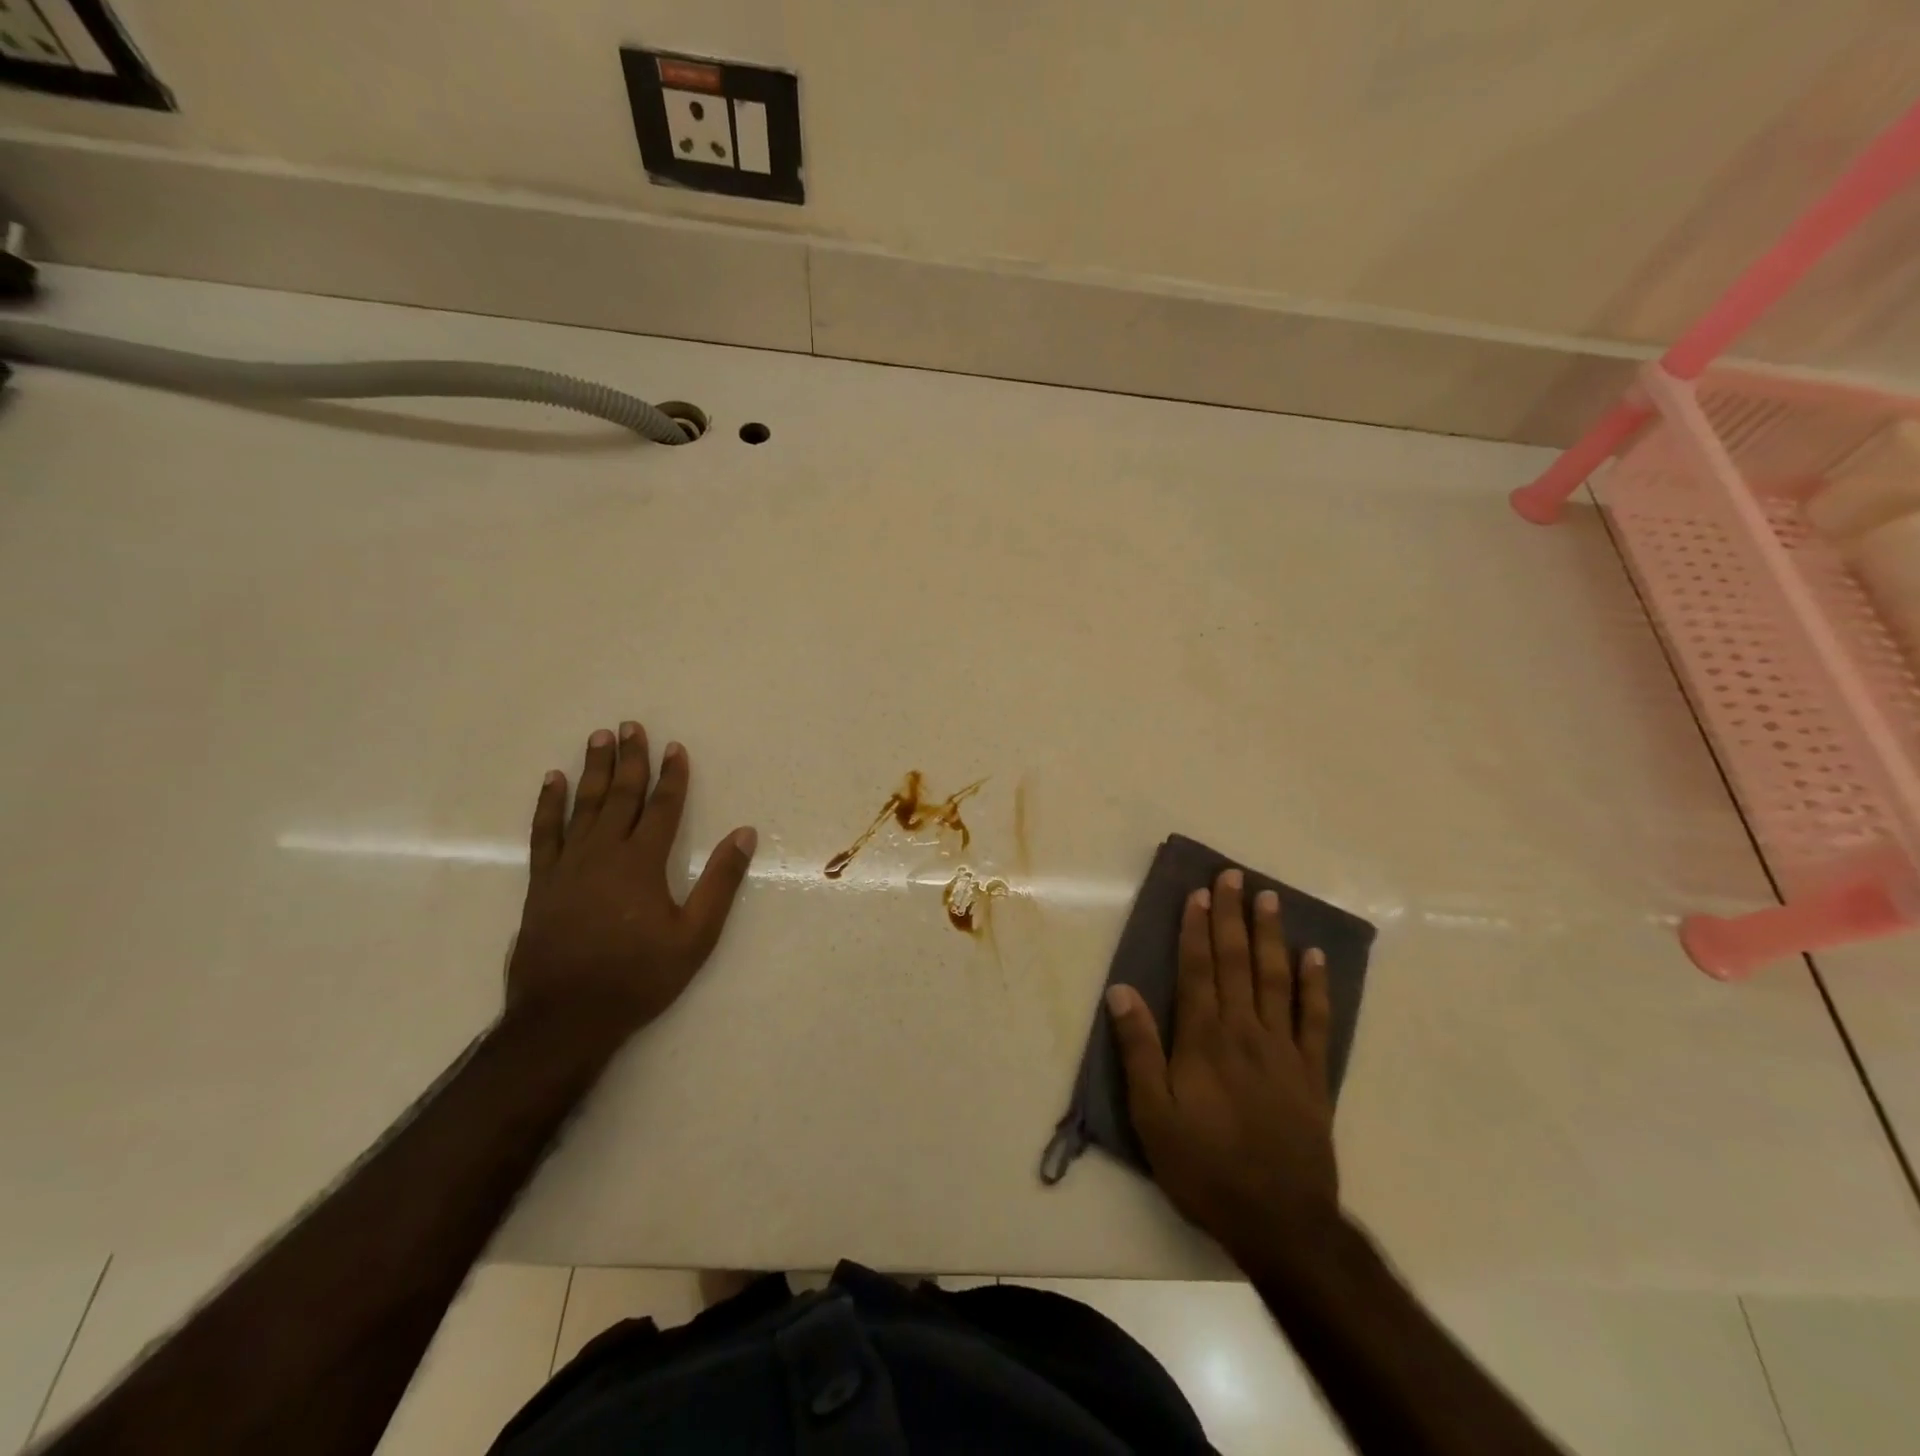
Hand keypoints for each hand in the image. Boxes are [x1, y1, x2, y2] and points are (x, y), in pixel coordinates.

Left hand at [507, 721, 755, 1040]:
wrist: (565, 1016)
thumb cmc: (638, 977)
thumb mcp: (695, 936)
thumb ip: (720, 882)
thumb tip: (744, 834)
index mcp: (642, 863)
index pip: (662, 807)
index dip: (672, 776)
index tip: (676, 748)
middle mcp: (604, 853)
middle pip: (621, 796)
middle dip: (631, 759)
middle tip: (631, 726)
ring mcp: (568, 865)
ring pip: (584, 805)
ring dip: (593, 770)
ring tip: (599, 738)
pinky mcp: (542, 882)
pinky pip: (544, 832)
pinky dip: (548, 804)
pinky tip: (553, 782)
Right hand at [1107, 869, 1338, 1270]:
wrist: (1280, 1222)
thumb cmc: (1205, 1167)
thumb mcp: (1153, 1116)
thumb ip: (1139, 1049)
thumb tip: (1121, 990)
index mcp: (1204, 1039)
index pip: (1198, 970)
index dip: (1196, 928)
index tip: (1198, 893)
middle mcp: (1245, 1032)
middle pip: (1237, 962)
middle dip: (1232, 916)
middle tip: (1233, 876)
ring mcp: (1284, 1050)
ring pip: (1276, 979)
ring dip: (1271, 935)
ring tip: (1270, 898)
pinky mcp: (1313, 1073)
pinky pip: (1316, 1019)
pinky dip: (1315, 985)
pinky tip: (1314, 957)